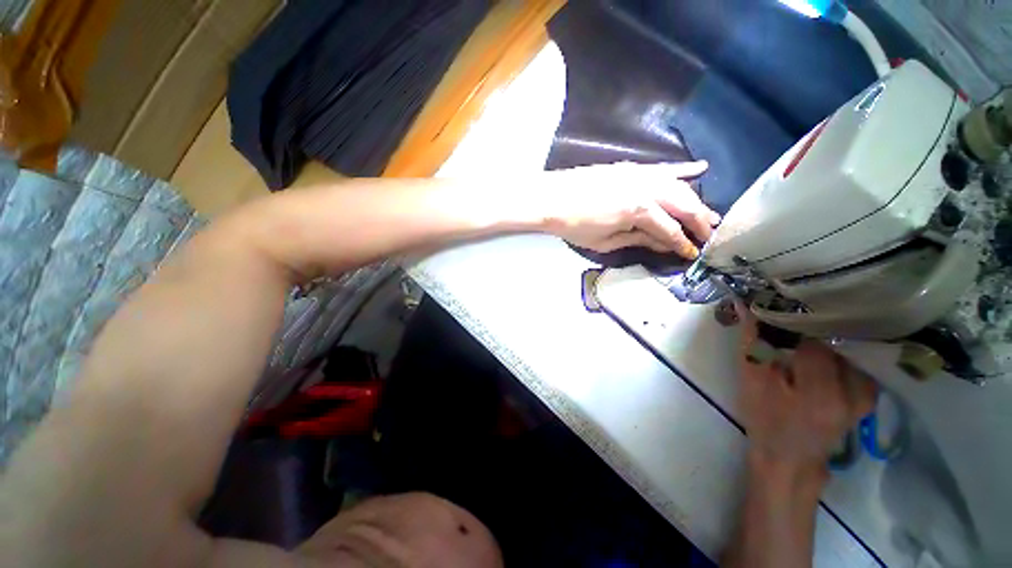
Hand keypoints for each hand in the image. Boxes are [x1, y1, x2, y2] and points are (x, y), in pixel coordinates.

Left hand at [539, 161, 719, 258]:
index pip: (669, 230)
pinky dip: (683, 169)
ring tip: (709, 214)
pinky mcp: (631, 167)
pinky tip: (701, 169)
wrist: (551, 198)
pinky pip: (663, 168)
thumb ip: (637, 240)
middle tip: (710, 236)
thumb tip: (662, 244)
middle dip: (699, 222)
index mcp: (639, 211)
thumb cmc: (574, 226)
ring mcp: (640, 174)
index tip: (693, 254)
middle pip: (684, 205)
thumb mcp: (604, 242)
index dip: (682, 244)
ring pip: (679, 187)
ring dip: (697, 201)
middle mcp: (646, 189)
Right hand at [736, 306, 876, 474]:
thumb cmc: (764, 419)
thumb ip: (752, 341)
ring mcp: (866, 394)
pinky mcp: (868, 394)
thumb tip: (746, 303)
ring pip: (847, 346)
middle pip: (834, 338)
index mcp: (820, 392)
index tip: (776, 304)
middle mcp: (853, 391)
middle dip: (808, 324)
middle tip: (787, 314)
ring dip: (824, 334)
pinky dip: (838, 348)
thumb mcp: (751, 380)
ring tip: (803, 328)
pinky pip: (855, 359)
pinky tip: (822, 346)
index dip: (793, 318)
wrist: (790, 457)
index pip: (812, 337)